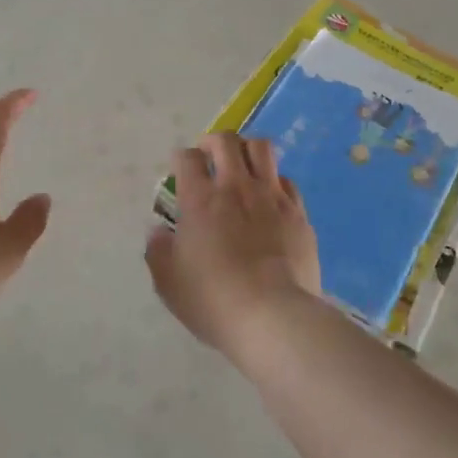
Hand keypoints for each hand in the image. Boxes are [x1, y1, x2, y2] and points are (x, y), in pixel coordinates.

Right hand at [145, 132, 320, 354]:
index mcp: (200, 200)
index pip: (187, 158)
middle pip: (226, 141)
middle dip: (213, 141)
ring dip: (248, 150)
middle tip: (209, 156)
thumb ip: (158, 251)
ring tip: (242, 165)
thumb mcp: (169, 283)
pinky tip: (270, 198)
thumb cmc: (213, 300)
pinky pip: (287, 181)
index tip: (180, 170)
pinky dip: (274, 181)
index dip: (181, 158)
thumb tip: (158, 232)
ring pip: (262, 148)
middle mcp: (236, 188)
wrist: (273, 316)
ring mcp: (271, 197)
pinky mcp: (298, 213)